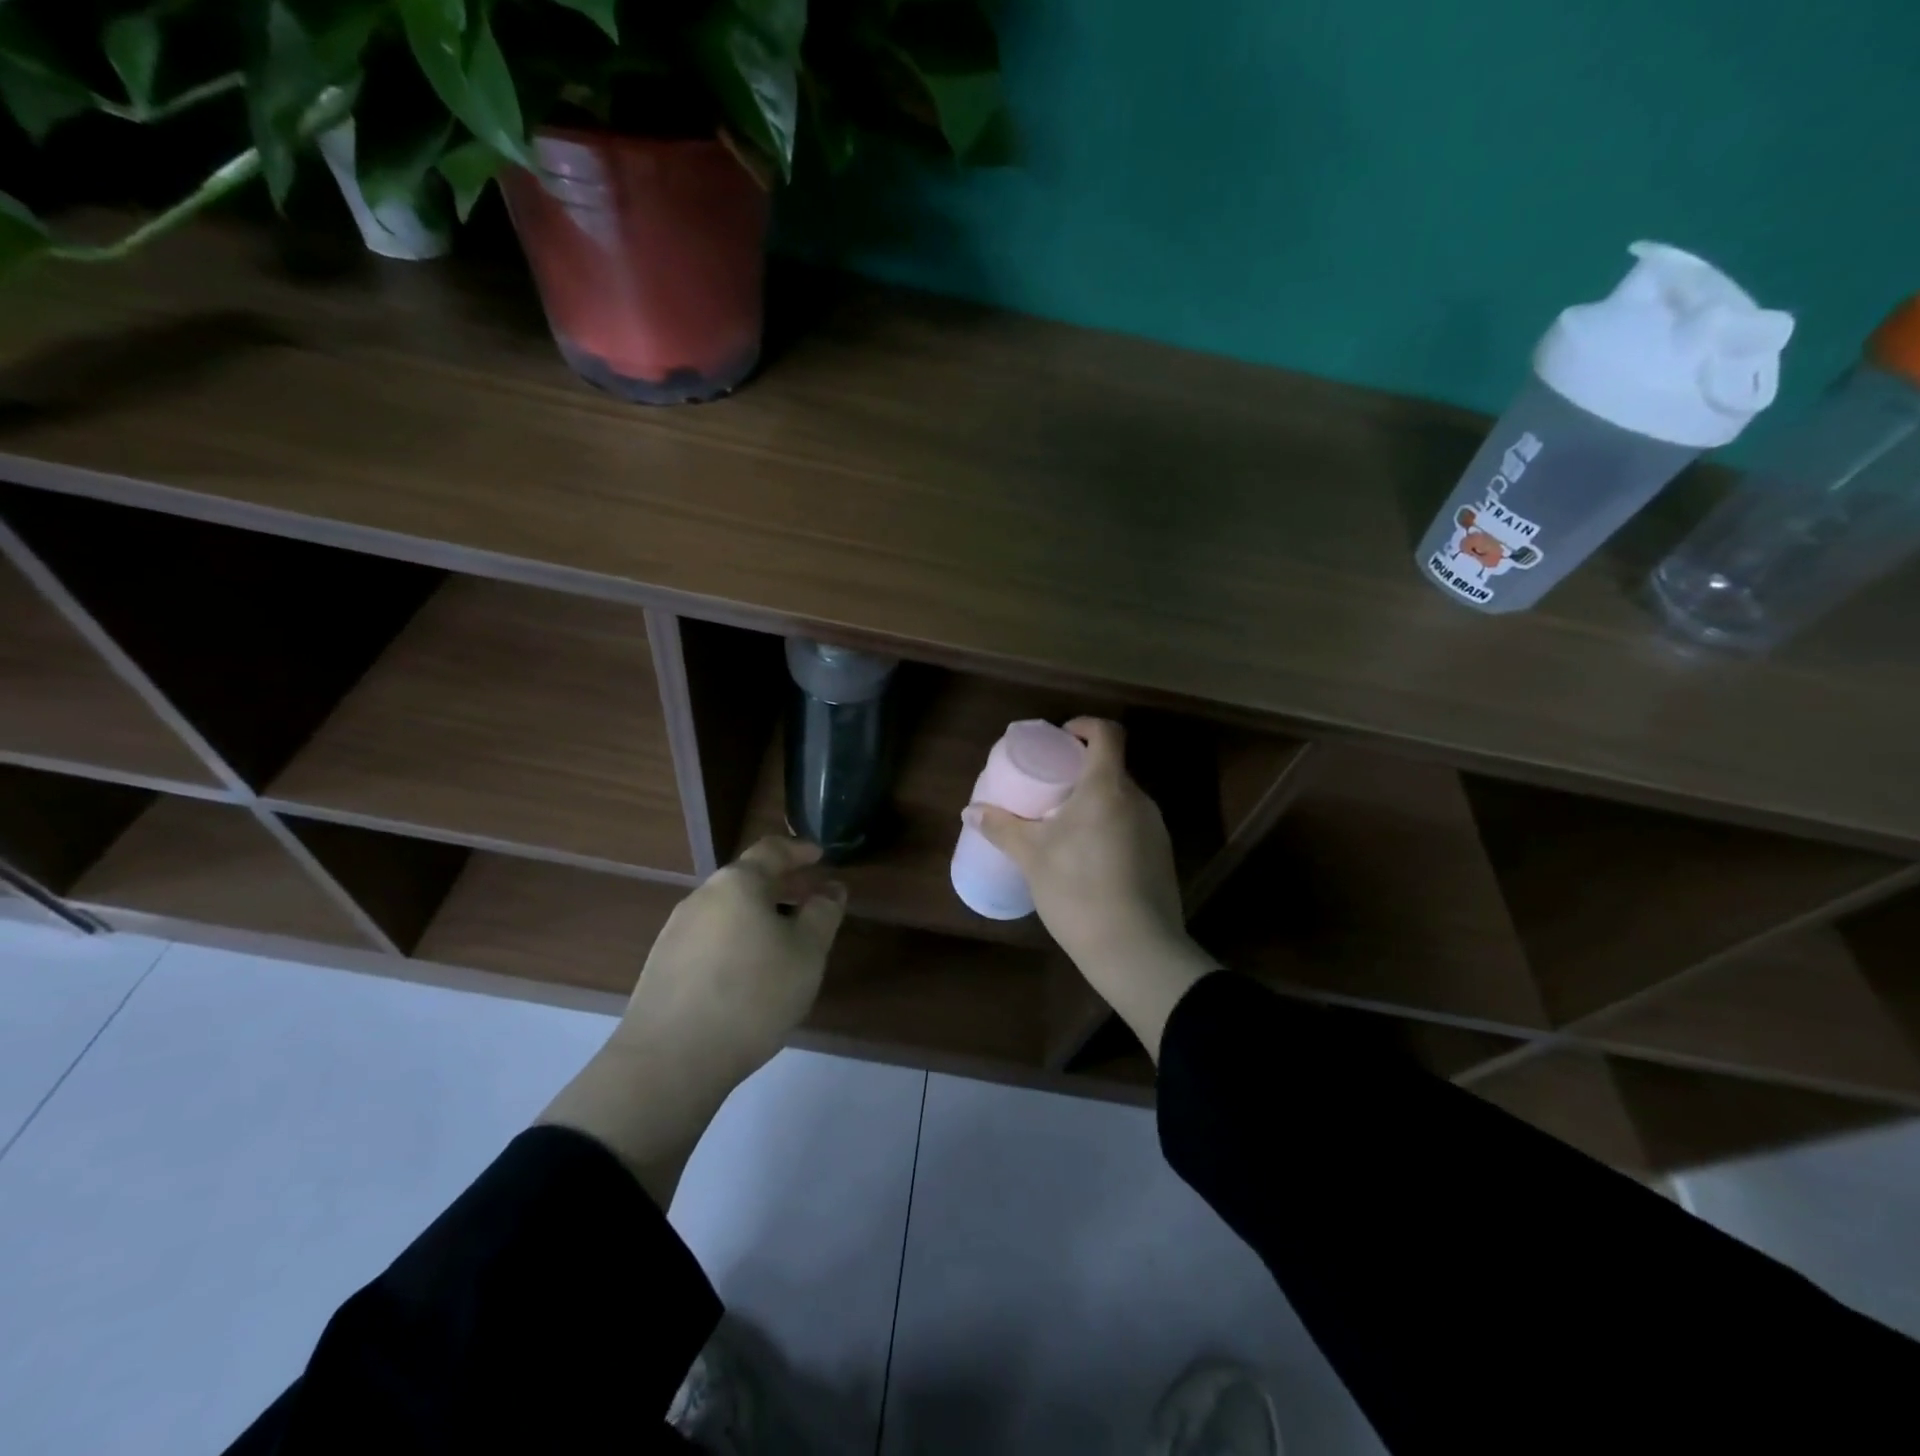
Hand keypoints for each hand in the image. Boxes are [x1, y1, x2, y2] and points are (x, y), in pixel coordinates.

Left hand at [616, 835, 846, 1084]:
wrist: (669, 1061)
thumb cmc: (752, 995)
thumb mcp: (806, 954)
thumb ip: (823, 914)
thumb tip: (831, 889)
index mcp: (737, 884)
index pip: (771, 850)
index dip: (798, 851)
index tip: (820, 855)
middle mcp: (701, 898)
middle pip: (746, 880)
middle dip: (781, 886)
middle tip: (809, 899)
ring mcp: (675, 932)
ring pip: (727, 911)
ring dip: (758, 916)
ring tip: (783, 941)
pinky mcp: (662, 966)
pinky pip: (709, 939)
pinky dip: (736, 941)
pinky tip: (748, 973)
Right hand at [965, 718, 1217, 1060]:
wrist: (1135, 948)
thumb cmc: (1077, 889)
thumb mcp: (1031, 855)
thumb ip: (1001, 827)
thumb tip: (970, 811)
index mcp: (1107, 787)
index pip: (1107, 733)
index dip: (1084, 727)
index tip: (1060, 741)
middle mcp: (1138, 800)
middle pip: (1112, 768)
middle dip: (1082, 772)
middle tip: (1051, 790)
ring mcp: (1155, 830)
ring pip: (1122, 800)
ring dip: (1095, 803)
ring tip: (1065, 827)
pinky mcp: (1162, 858)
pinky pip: (1132, 827)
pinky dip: (1110, 829)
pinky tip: (1088, 860)